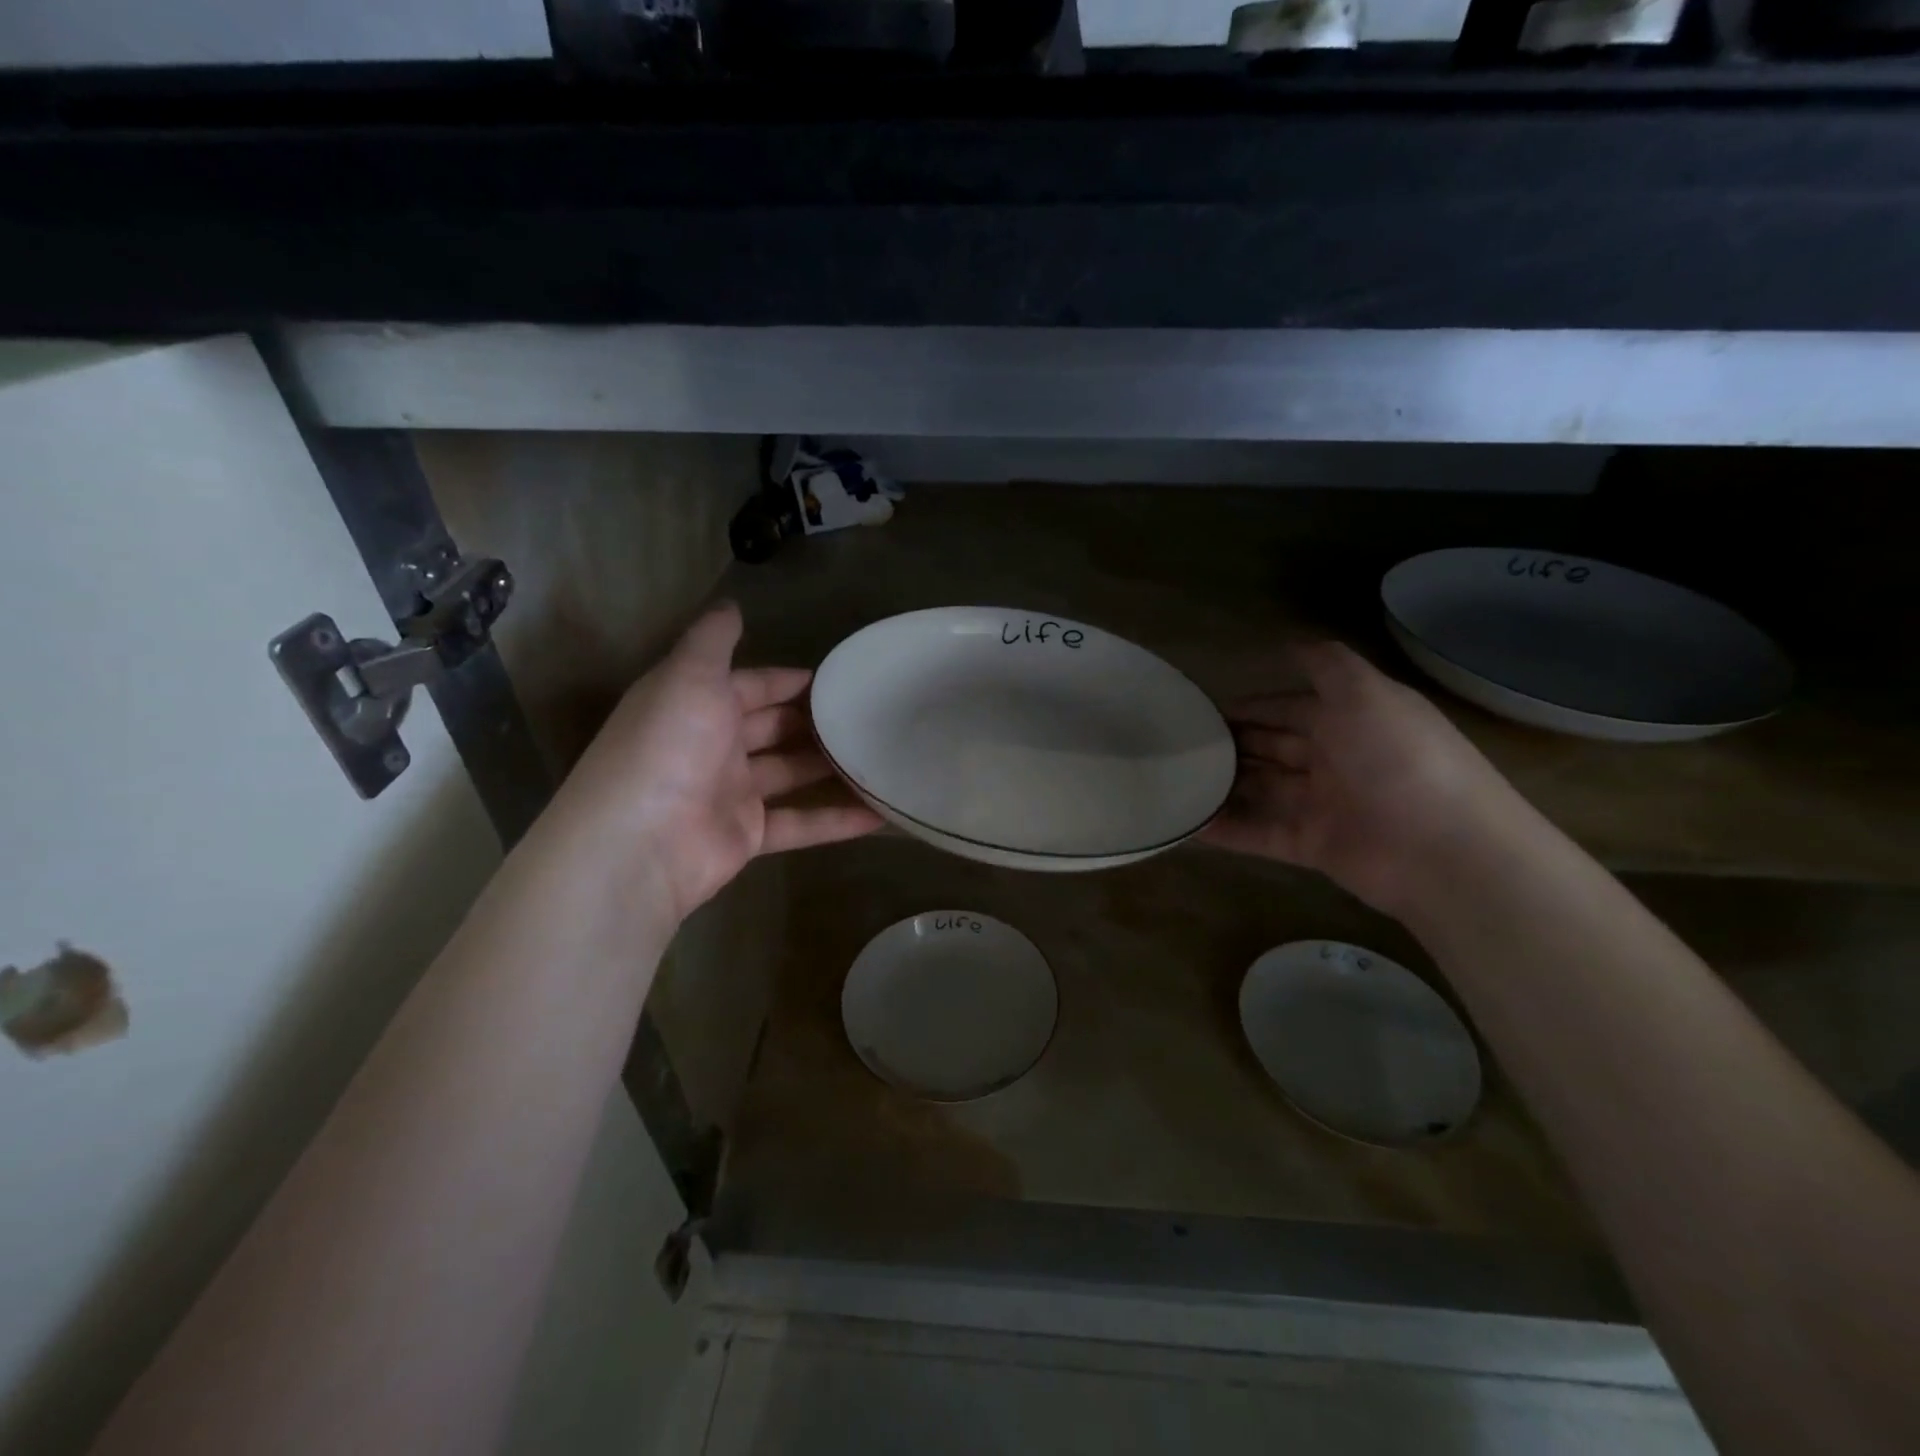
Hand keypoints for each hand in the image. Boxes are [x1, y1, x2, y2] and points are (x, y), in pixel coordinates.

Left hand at [548, 602, 882, 923]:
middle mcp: (713, 746)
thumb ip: (713, 640)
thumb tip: (731, 604)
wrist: (638, 843)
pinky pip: (800, 823)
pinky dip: (837, 820)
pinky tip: (881, 814)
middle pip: (772, 728)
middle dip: (814, 721)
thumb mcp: (689, 676)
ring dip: (830, 766)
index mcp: (696, 705)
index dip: (788, 680)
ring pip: (790, 773)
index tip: (838, 677)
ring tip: (880, 754)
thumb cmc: (668, 746)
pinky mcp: (748, 836)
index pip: (750, 685)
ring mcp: (731, 793)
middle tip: (867, 714)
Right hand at [1201, 641, 1534, 916]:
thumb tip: (1289, 641)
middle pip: (1272, 747)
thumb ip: (1327, 665)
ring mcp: (1322, 805)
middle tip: (1180, 746)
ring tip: (1174, 780)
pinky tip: (1187, 824)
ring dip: (1223, 784)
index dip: (1252, 707)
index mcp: (1351, 720)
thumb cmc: (1400, 760)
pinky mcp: (1310, 845)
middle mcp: (1335, 759)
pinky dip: (1225, 829)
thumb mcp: (1366, 694)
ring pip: (1261, 789)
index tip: (1203, 710)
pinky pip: (1258, 833)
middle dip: (1231, 744)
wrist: (1444, 851)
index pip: (1290, 708)